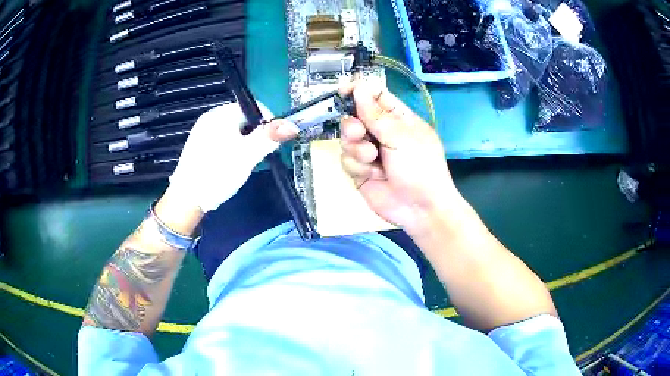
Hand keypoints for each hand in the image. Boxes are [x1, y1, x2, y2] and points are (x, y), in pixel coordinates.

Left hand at [168, 102, 298, 212]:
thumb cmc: (218, 173)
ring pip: (234, 130)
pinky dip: (231, 148)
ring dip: (244, 143)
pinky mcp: (198, 144)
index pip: (255, 107)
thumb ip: (269, 138)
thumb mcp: (247, 155)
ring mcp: (202, 130)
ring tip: (241, 163)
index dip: (269, 123)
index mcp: (222, 114)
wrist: (187, 199)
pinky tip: (227, 165)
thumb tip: (292, 125)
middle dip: (255, 135)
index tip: (271, 144)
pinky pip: (222, 139)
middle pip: (244, 119)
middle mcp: (211, 116)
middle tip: (255, 157)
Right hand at [340, 82, 463, 234]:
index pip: (375, 97)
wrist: (420, 209)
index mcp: (398, 119)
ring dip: (357, 148)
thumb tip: (358, 88)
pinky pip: (346, 160)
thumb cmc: (419, 167)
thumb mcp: (400, 136)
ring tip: (371, 159)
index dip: (359, 91)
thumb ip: (375, 114)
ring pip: (347, 139)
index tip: (342, 90)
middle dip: (353, 125)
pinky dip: (357, 166)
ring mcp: (370, 152)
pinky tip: (372, 174)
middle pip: (355, 117)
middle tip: (358, 132)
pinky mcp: (360, 171)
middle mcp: (382, 133)